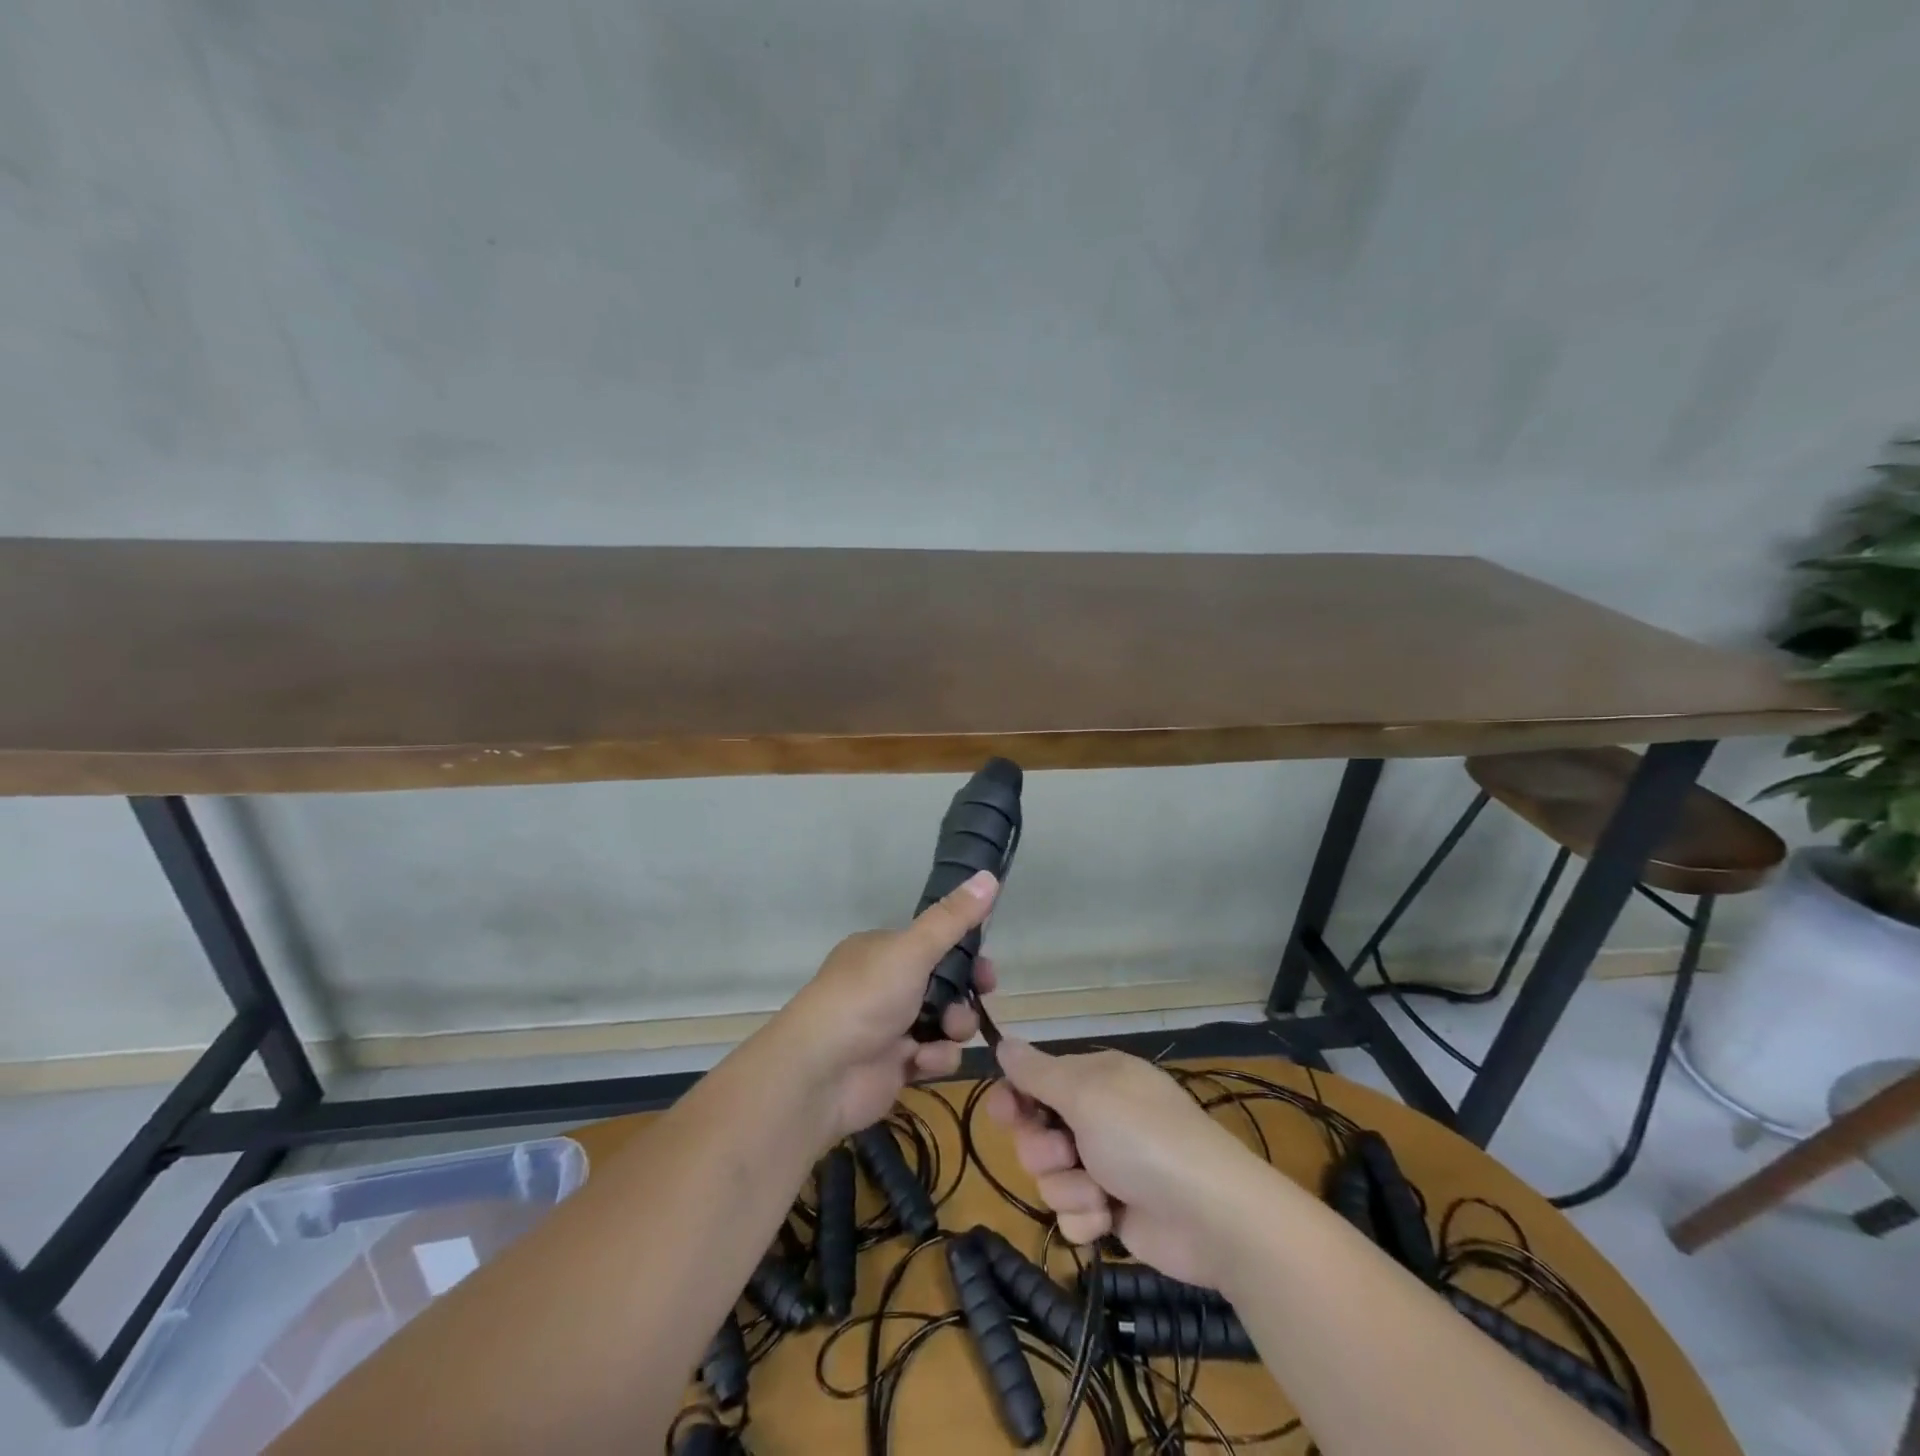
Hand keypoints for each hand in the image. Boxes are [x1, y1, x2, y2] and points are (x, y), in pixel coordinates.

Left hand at [773, 869, 998, 1138]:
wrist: (821, 1072)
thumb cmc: (865, 998)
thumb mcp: (912, 950)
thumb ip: (952, 919)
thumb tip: (988, 875)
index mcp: (883, 950)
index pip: (934, 944)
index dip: (965, 954)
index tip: (987, 968)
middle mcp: (885, 984)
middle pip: (944, 984)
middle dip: (965, 993)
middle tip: (981, 996)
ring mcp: (890, 1026)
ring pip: (944, 1021)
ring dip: (954, 1026)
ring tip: (948, 1031)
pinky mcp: (895, 1065)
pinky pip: (932, 1055)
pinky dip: (935, 1057)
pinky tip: (923, 1060)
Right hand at [986, 1041, 1258, 1288]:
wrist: (1210, 1216)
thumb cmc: (1144, 1138)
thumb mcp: (1086, 1093)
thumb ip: (1038, 1071)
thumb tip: (1002, 1041)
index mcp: (1096, 1078)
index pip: (1036, 1080)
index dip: (1015, 1097)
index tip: (1003, 1113)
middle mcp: (1098, 1117)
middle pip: (1036, 1131)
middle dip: (1043, 1149)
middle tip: (1066, 1153)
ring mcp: (1106, 1165)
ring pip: (1051, 1177)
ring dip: (1069, 1187)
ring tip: (1100, 1192)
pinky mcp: (1112, 1212)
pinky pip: (1072, 1214)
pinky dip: (1087, 1218)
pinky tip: (1110, 1219)